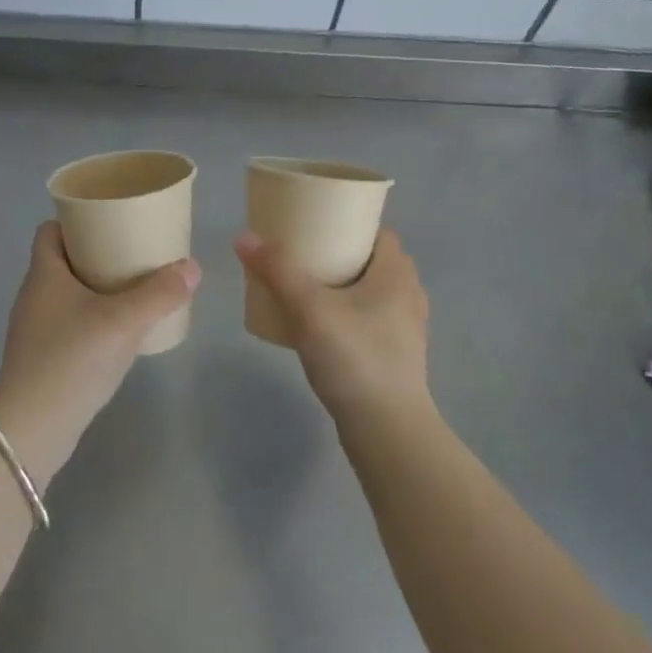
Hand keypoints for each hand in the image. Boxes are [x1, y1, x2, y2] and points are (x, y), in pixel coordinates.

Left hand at [0, 222, 198, 479]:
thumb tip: (192, 267)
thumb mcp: (124, 321)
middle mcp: (33, 295)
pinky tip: (118, 332)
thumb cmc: (73, 359)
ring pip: (67, 294)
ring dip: (95, 289)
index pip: (50, 230)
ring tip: (132, 290)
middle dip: (95, 254)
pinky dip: (91, 319)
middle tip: (132, 254)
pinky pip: (68, 323)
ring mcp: (34, 328)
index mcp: (44, 273)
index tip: (109, 221)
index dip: (75, 221)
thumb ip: (160, 293)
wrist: (33, 427)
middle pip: (62, 260)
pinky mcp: (40, 357)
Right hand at [234, 228, 430, 426]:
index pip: (378, 231)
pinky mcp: (394, 354)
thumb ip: (278, 271)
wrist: (387, 430)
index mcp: (397, 274)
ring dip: (340, 284)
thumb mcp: (310, 309)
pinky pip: (368, 318)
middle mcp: (407, 295)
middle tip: (300, 253)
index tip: (315, 222)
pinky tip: (317, 325)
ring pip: (369, 291)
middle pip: (371, 260)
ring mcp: (404, 328)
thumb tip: (244, 236)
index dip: (349, 222)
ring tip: (303, 286)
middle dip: (337, 252)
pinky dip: (345, 312)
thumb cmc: (355, 359)